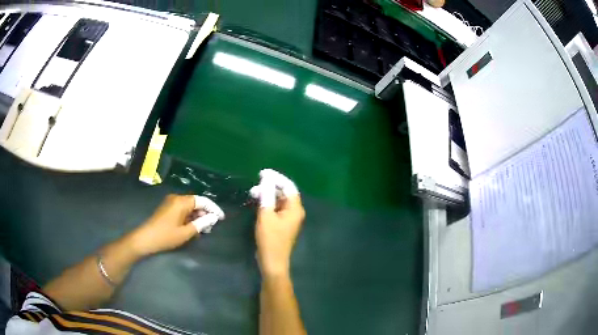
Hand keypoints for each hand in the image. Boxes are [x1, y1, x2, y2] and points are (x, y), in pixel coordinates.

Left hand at [129, 194, 224, 256]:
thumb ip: (201, 224)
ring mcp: (171, 203)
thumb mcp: (186, 233)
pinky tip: (193, 227)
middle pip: (196, 203)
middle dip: (205, 213)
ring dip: (198, 216)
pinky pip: (183, 209)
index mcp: (181, 201)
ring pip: (189, 207)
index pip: (202, 201)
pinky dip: (190, 217)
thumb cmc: (166, 236)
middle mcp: (176, 198)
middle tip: (212, 227)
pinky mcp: (167, 208)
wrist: (145, 239)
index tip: (221, 218)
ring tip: (204, 229)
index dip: (213, 209)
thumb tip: (213, 218)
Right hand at [252, 170, 304, 276]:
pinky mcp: (283, 224)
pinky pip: (277, 208)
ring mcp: (290, 218)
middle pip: (285, 192)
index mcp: (295, 208)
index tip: (262, 173)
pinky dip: (268, 203)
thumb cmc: (270, 239)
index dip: (276, 177)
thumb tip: (266, 178)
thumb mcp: (266, 215)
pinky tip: (258, 203)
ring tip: (253, 193)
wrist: (273, 261)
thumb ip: (267, 195)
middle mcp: (295, 212)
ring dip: (268, 195)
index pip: (288, 186)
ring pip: (280, 200)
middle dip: (270, 186)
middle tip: (255, 185)